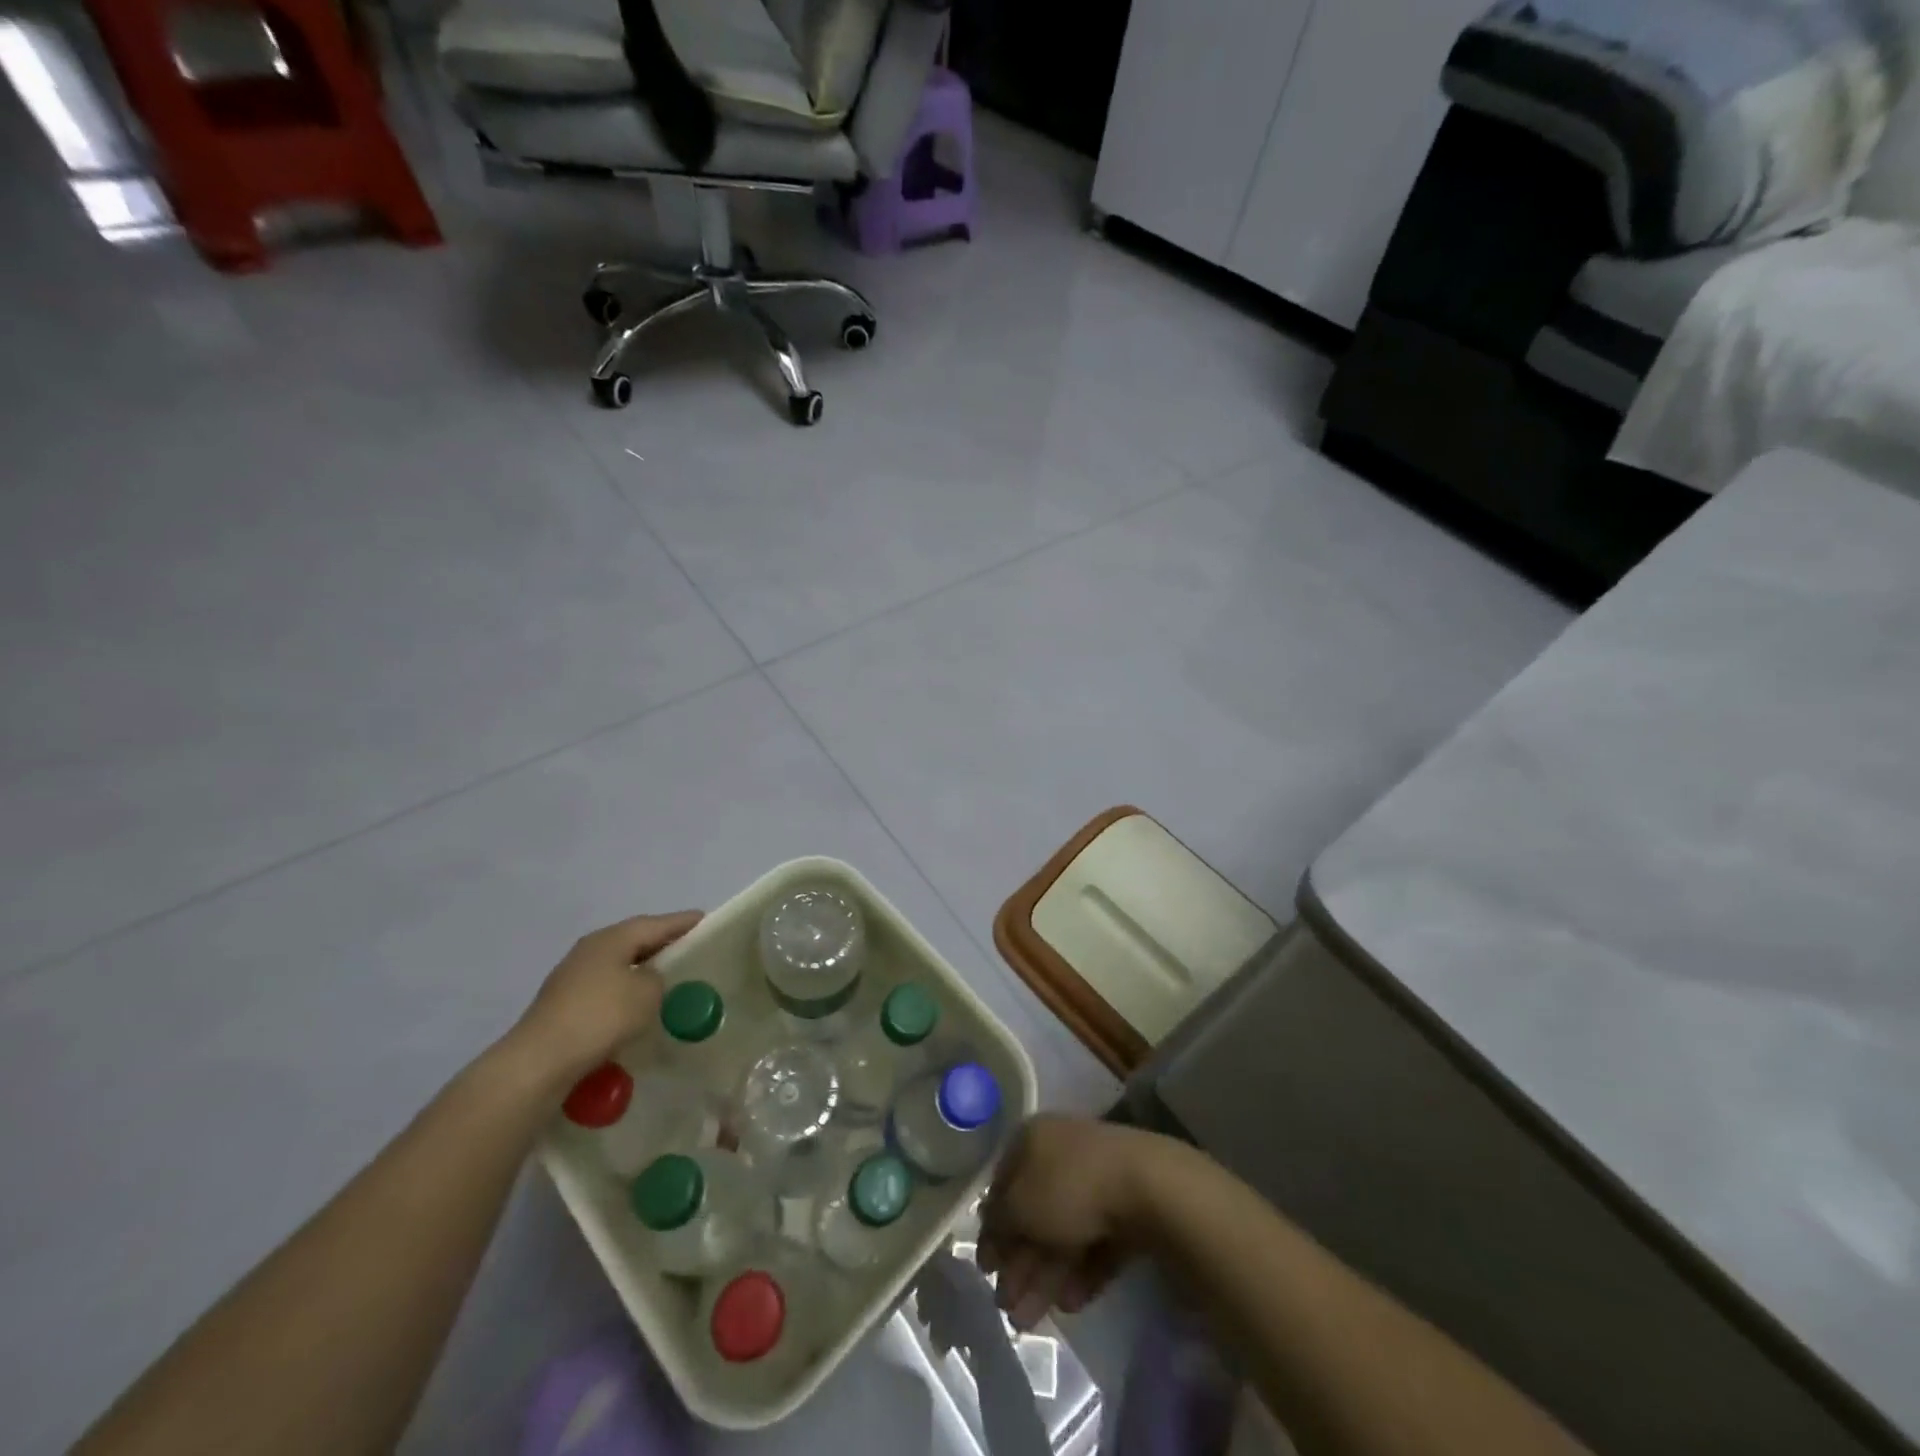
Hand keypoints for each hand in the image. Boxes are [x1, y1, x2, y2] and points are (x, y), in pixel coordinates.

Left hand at [507, 911, 702, 1085]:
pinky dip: (626, 993)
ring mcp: (573, 977)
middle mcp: (590, 950)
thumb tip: (649, 979)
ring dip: (643, 971)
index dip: (682, 922)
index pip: (655, 923)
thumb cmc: (600, 1017)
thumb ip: (658, 978)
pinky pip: (607, 989)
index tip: (706, 921)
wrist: (539, 1062)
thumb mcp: (647, 993)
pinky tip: (638, 1008)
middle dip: (662, 944)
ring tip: (669, 980)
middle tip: (690, 949)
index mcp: (611, 939)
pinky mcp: (565, 1005)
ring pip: (619, 966)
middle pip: (635, 940)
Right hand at [978, 1115, 1179, 1329]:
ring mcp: (1096, 1180)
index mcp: (1032, 1139)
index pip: (1002, 1182)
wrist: (1147, 1187)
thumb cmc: (1069, 1187)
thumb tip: (988, 1228)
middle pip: (1033, 1213)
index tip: (986, 1268)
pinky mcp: (1126, 1208)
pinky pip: (1095, 1241)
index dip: (992, 1226)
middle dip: (1018, 1263)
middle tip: (1008, 1307)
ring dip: (1043, 1277)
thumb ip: (998, 1221)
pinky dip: (1080, 1272)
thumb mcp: (1019, 1206)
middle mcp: (1062, 1152)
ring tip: (1030, 1322)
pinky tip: (1071, 1304)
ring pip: (1063, 1232)